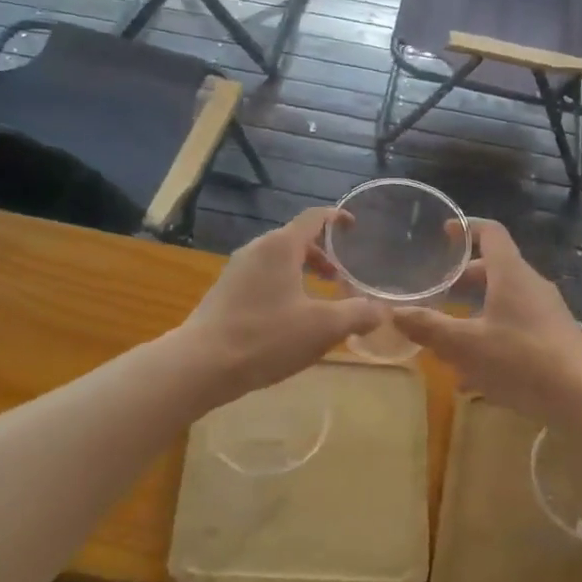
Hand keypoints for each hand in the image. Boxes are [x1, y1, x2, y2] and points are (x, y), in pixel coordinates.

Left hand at [180, 208, 382, 394]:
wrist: (200, 364)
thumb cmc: (266, 337)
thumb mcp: (322, 328)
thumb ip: (357, 315)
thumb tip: (381, 311)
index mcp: (281, 246)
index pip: (314, 217)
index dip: (337, 218)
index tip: (354, 226)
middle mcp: (257, 249)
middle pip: (296, 239)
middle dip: (323, 254)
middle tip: (341, 277)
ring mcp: (236, 270)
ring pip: (278, 261)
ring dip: (302, 272)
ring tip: (319, 299)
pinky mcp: (225, 292)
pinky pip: (262, 278)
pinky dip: (284, 286)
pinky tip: (290, 318)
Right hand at [393, 219, 581, 418]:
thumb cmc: (521, 361)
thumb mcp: (465, 346)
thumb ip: (428, 327)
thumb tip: (393, 312)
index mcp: (511, 274)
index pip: (490, 233)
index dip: (466, 227)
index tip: (444, 232)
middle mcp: (530, 285)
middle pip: (494, 269)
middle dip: (462, 279)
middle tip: (436, 291)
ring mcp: (546, 312)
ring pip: (503, 301)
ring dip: (475, 312)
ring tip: (448, 336)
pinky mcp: (553, 338)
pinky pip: (515, 326)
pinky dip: (492, 337)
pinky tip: (473, 376)